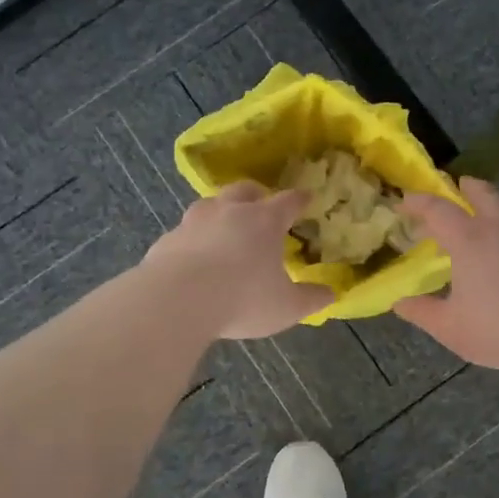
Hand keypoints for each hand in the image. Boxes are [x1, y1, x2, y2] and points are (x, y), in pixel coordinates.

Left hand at [145, 182, 333, 339]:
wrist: (177, 300)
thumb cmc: (242, 298)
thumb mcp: (286, 307)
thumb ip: (310, 299)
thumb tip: (330, 294)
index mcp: (264, 221)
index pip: (288, 201)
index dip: (299, 199)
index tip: (306, 197)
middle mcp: (229, 212)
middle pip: (245, 190)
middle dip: (256, 194)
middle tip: (261, 205)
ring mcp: (194, 222)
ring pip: (210, 205)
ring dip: (220, 212)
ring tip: (224, 228)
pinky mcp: (168, 239)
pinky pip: (185, 232)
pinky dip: (193, 239)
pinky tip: (193, 257)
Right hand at [395, 177, 498, 372]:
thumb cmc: (498, 329)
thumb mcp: (449, 327)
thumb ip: (421, 312)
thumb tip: (399, 303)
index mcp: (469, 240)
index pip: (438, 209)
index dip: (418, 202)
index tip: (404, 201)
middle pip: (484, 194)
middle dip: (467, 187)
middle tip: (458, 185)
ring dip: (491, 215)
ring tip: (480, 235)